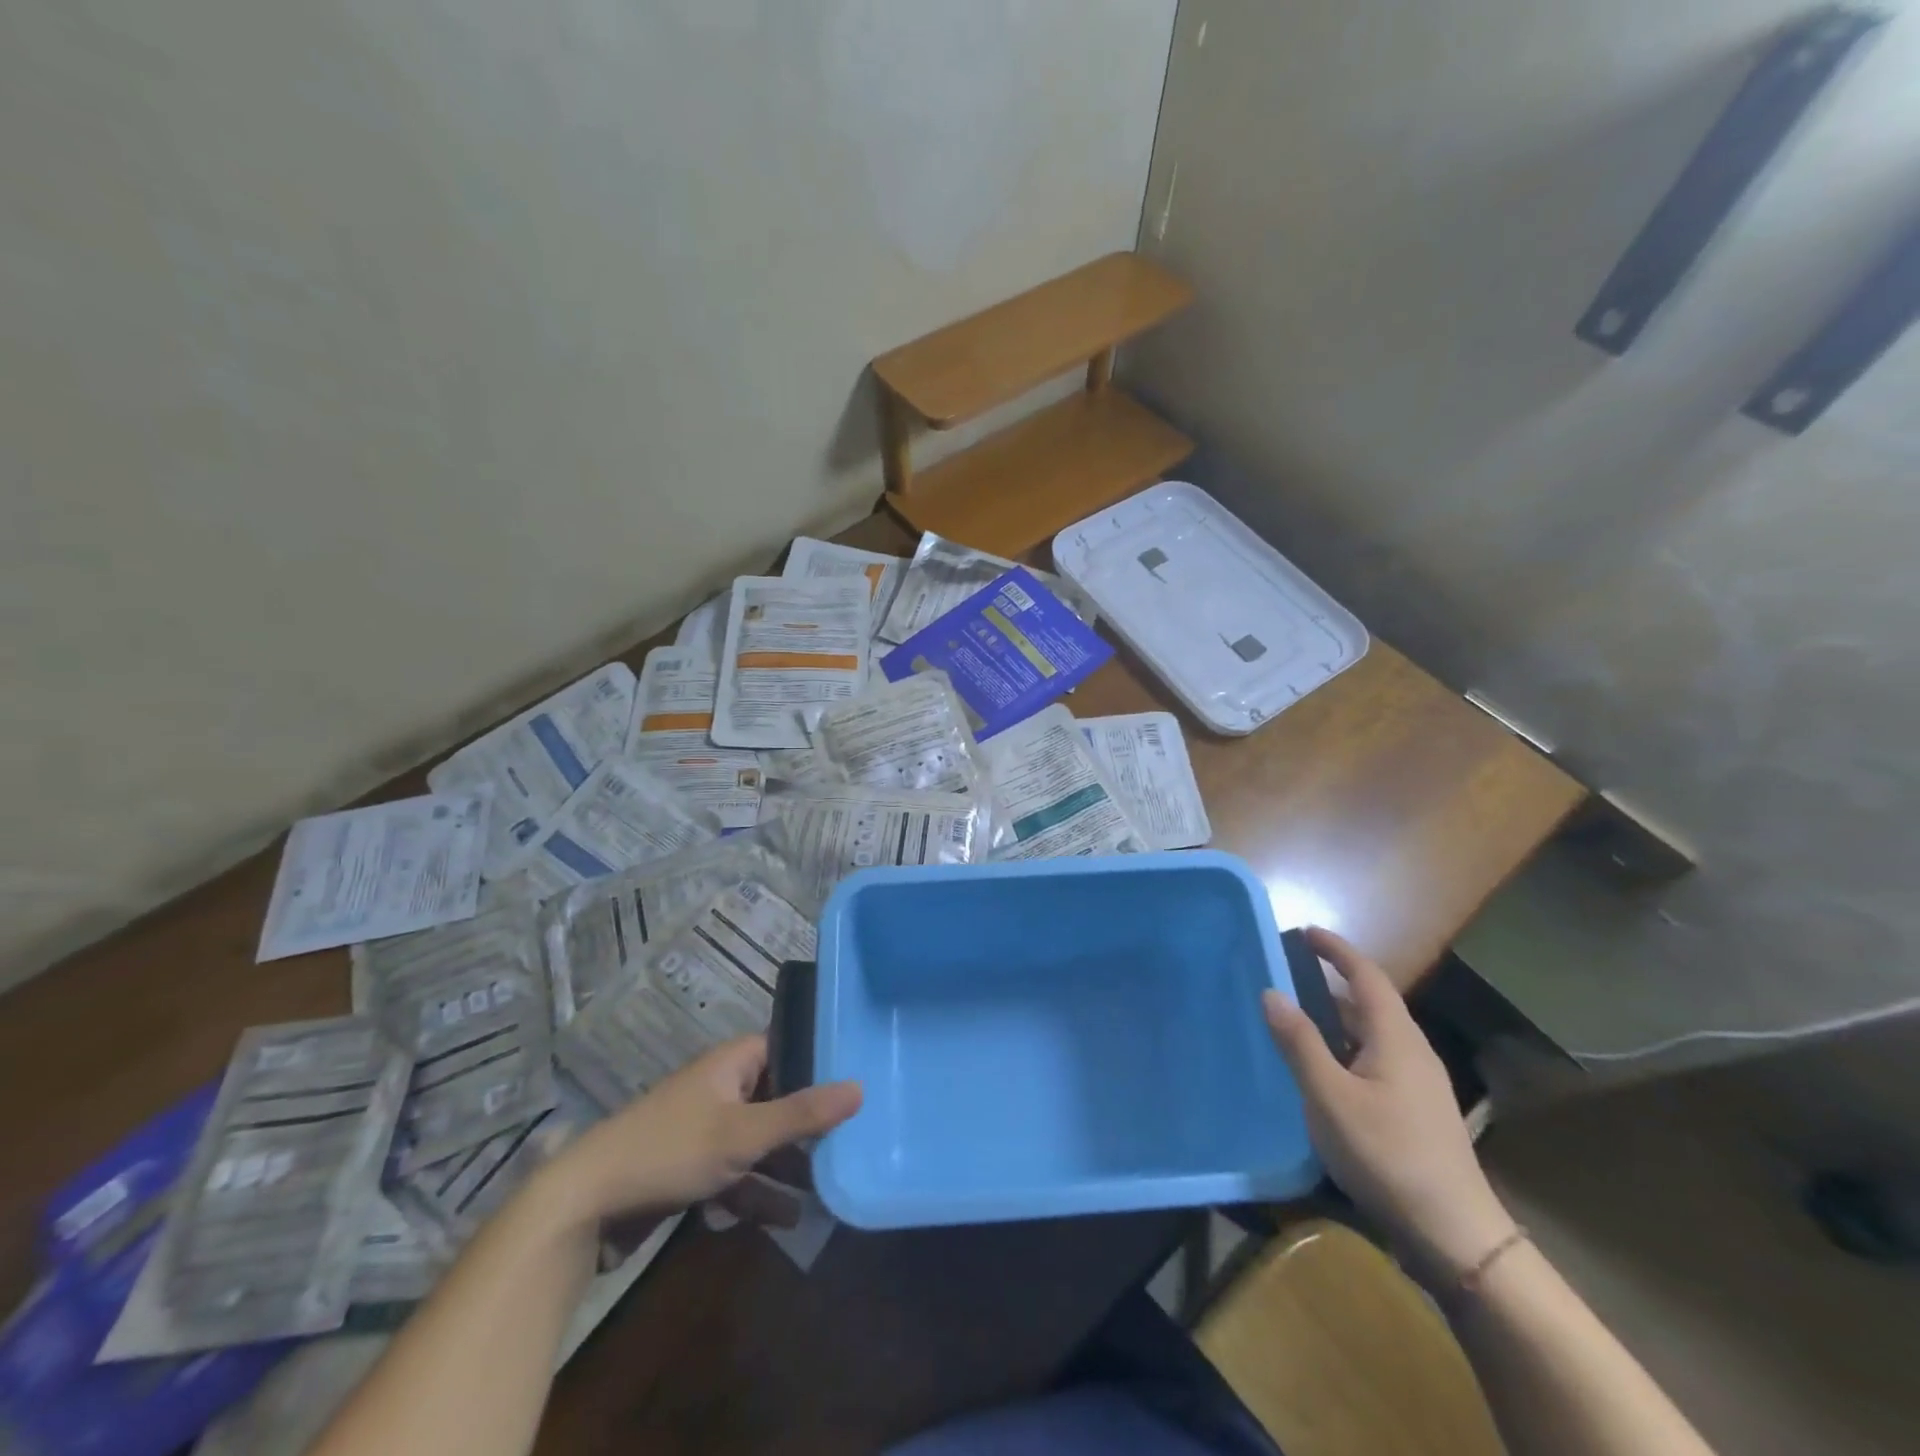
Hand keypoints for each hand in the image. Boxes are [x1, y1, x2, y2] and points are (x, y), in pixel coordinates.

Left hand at [539, 1036, 861, 1229]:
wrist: (584, 1205)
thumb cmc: (670, 1150)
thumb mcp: (743, 1134)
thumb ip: (802, 1114)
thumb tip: (860, 1087)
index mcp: (732, 1062)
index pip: (788, 1047)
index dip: (821, 1061)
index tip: (861, 1078)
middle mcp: (721, 1087)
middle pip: (778, 1097)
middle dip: (810, 1124)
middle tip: (853, 1139)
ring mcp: (705, 1129)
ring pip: (759, 1141)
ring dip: (787, 1166)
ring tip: (829, 1189)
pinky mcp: (691, 1168)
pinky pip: (736, 1173)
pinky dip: (757, 1191)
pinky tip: (786, 1220)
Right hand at [1263, 928, 1514, 1284]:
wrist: (1455, 1234)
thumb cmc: (1387, 1155)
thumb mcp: (1329, 1097)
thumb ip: (1300, 1043)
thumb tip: (1272, 992)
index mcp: (1395, 1038)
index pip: (1366, 975)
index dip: (1336, 950)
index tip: (1304, 931)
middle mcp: (1412, 1051)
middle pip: (1370, 1002)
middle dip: (1331, 983)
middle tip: (1287, 975)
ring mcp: (1418, 1083)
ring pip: (1372, 1034)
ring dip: (1336, 1019)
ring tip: (1296, 1019)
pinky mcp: (1417, 1111)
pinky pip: (1375, 1060)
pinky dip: (1345, 1048)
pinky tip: (1323, 1072)